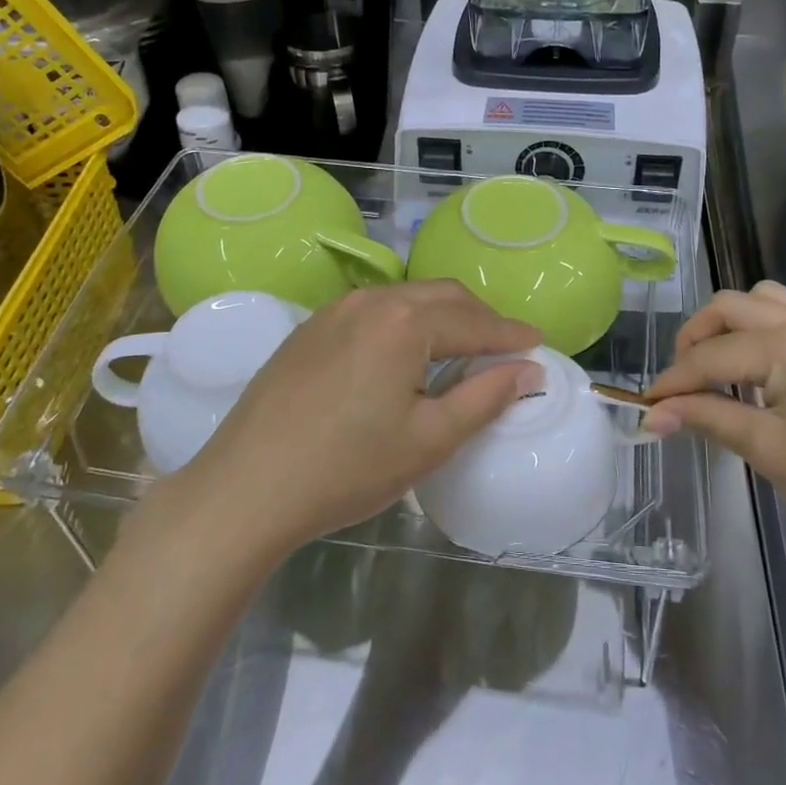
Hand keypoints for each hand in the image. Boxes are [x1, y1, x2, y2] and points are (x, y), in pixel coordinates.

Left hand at [181, 282, 541, 557]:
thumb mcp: (429, 440)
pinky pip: (373, 311)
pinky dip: (405, 323)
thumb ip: (485, 398)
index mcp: (405, 321)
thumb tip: (528, 370)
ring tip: (460, 350)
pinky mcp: (310, 328)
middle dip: (480, 318)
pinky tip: (404, 355)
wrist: (247, 487)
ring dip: (441, 317)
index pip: (475, 321)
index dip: (511, 334)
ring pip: (406, 299)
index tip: (539, 344)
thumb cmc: (347, 468)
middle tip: (504, 348)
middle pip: (442, 297)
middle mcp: (371, 300)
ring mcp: (335, 310)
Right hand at [645, 282, 785, 565]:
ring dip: (734, 323)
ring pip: (766, 298)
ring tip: (723, 365)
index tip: (646, 408)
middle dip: (695, 340)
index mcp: (784, 344)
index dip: (672, 383)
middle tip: (681, 385)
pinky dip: (784, 317)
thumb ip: (708, 420)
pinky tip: (784, 349)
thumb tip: (652, 414)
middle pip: (729, 309)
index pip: (709, 358)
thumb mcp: (770, 452)